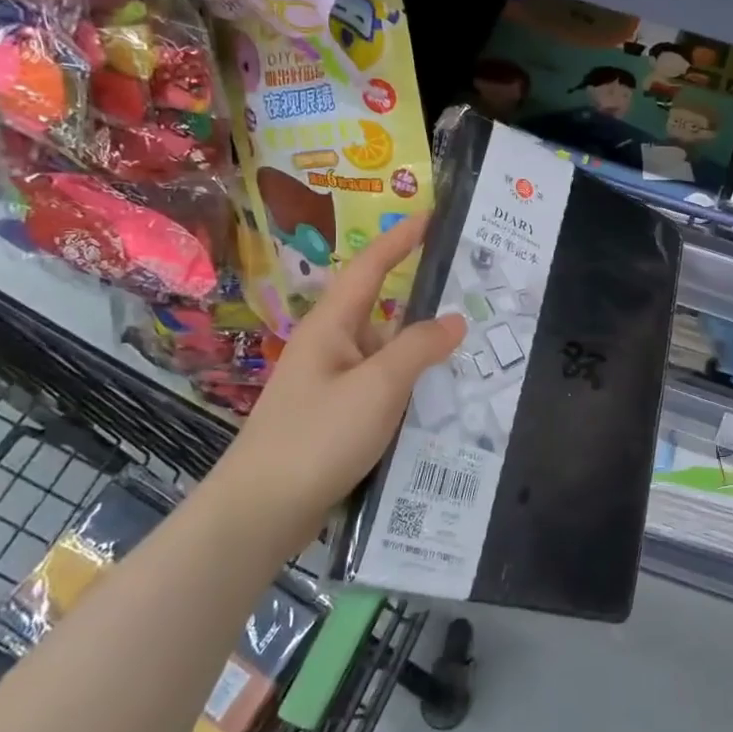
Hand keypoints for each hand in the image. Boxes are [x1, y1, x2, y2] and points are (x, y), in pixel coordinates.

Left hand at [212, 214, 465, 553]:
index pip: (370, 269)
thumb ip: (419, 349)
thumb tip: (455, 319)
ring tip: (472, 356)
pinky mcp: (336, 420)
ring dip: (422, 356)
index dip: (400, 241)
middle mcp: (330, 349)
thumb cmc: (317, 437)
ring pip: (387, 358)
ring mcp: (331, 387)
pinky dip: (411, 390)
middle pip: (384, 316)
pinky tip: (440, 405)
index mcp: (332, 328)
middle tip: (472, 299)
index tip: (429, 217)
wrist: (260, 514)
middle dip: (425, 306)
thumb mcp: (377, 387)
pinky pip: (383, 391)